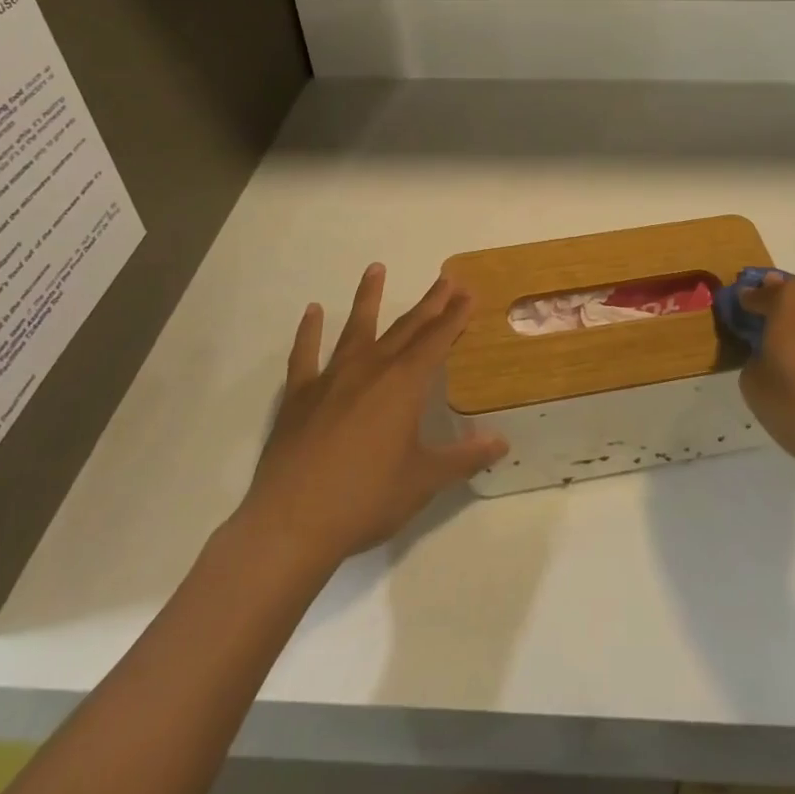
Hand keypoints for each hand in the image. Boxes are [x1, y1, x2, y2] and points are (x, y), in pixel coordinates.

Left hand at [232, 265, 507, 570]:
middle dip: (429, 304)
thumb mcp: (424, 481)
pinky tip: (312, 311)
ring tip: (375, 268)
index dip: (455, 316)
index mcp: (403, 385)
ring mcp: (331, 379)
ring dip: (369, 298)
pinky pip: (305, 355)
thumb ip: (464, 459)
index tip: (468, 293)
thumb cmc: (366, 500)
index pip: (436, 341)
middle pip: (406, 328)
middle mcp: (370, 370)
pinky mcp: (299, 396)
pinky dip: (308, 331)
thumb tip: (502, 443)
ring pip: (356, 328)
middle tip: (445, 279)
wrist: (291, 525)